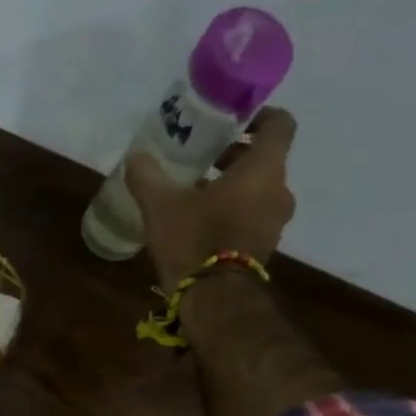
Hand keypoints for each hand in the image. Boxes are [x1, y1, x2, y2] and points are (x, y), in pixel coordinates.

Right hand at [125, 106, 297, 287]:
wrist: (215, 300)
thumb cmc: (194, 240)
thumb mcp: (160, 204)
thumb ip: (147, 176)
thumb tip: (136, 157)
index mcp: (263, 169)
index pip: (280, 124)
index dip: (260, 115)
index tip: (232, 121)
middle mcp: (279, 191)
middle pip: (265, 159)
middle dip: (235, 155)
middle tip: (202, 158)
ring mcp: (275, 222)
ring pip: (259, 190)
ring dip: (233, 186)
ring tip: (196, 193)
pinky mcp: (265, 247)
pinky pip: (253, 216)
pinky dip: (234, 211)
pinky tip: (201, 222)